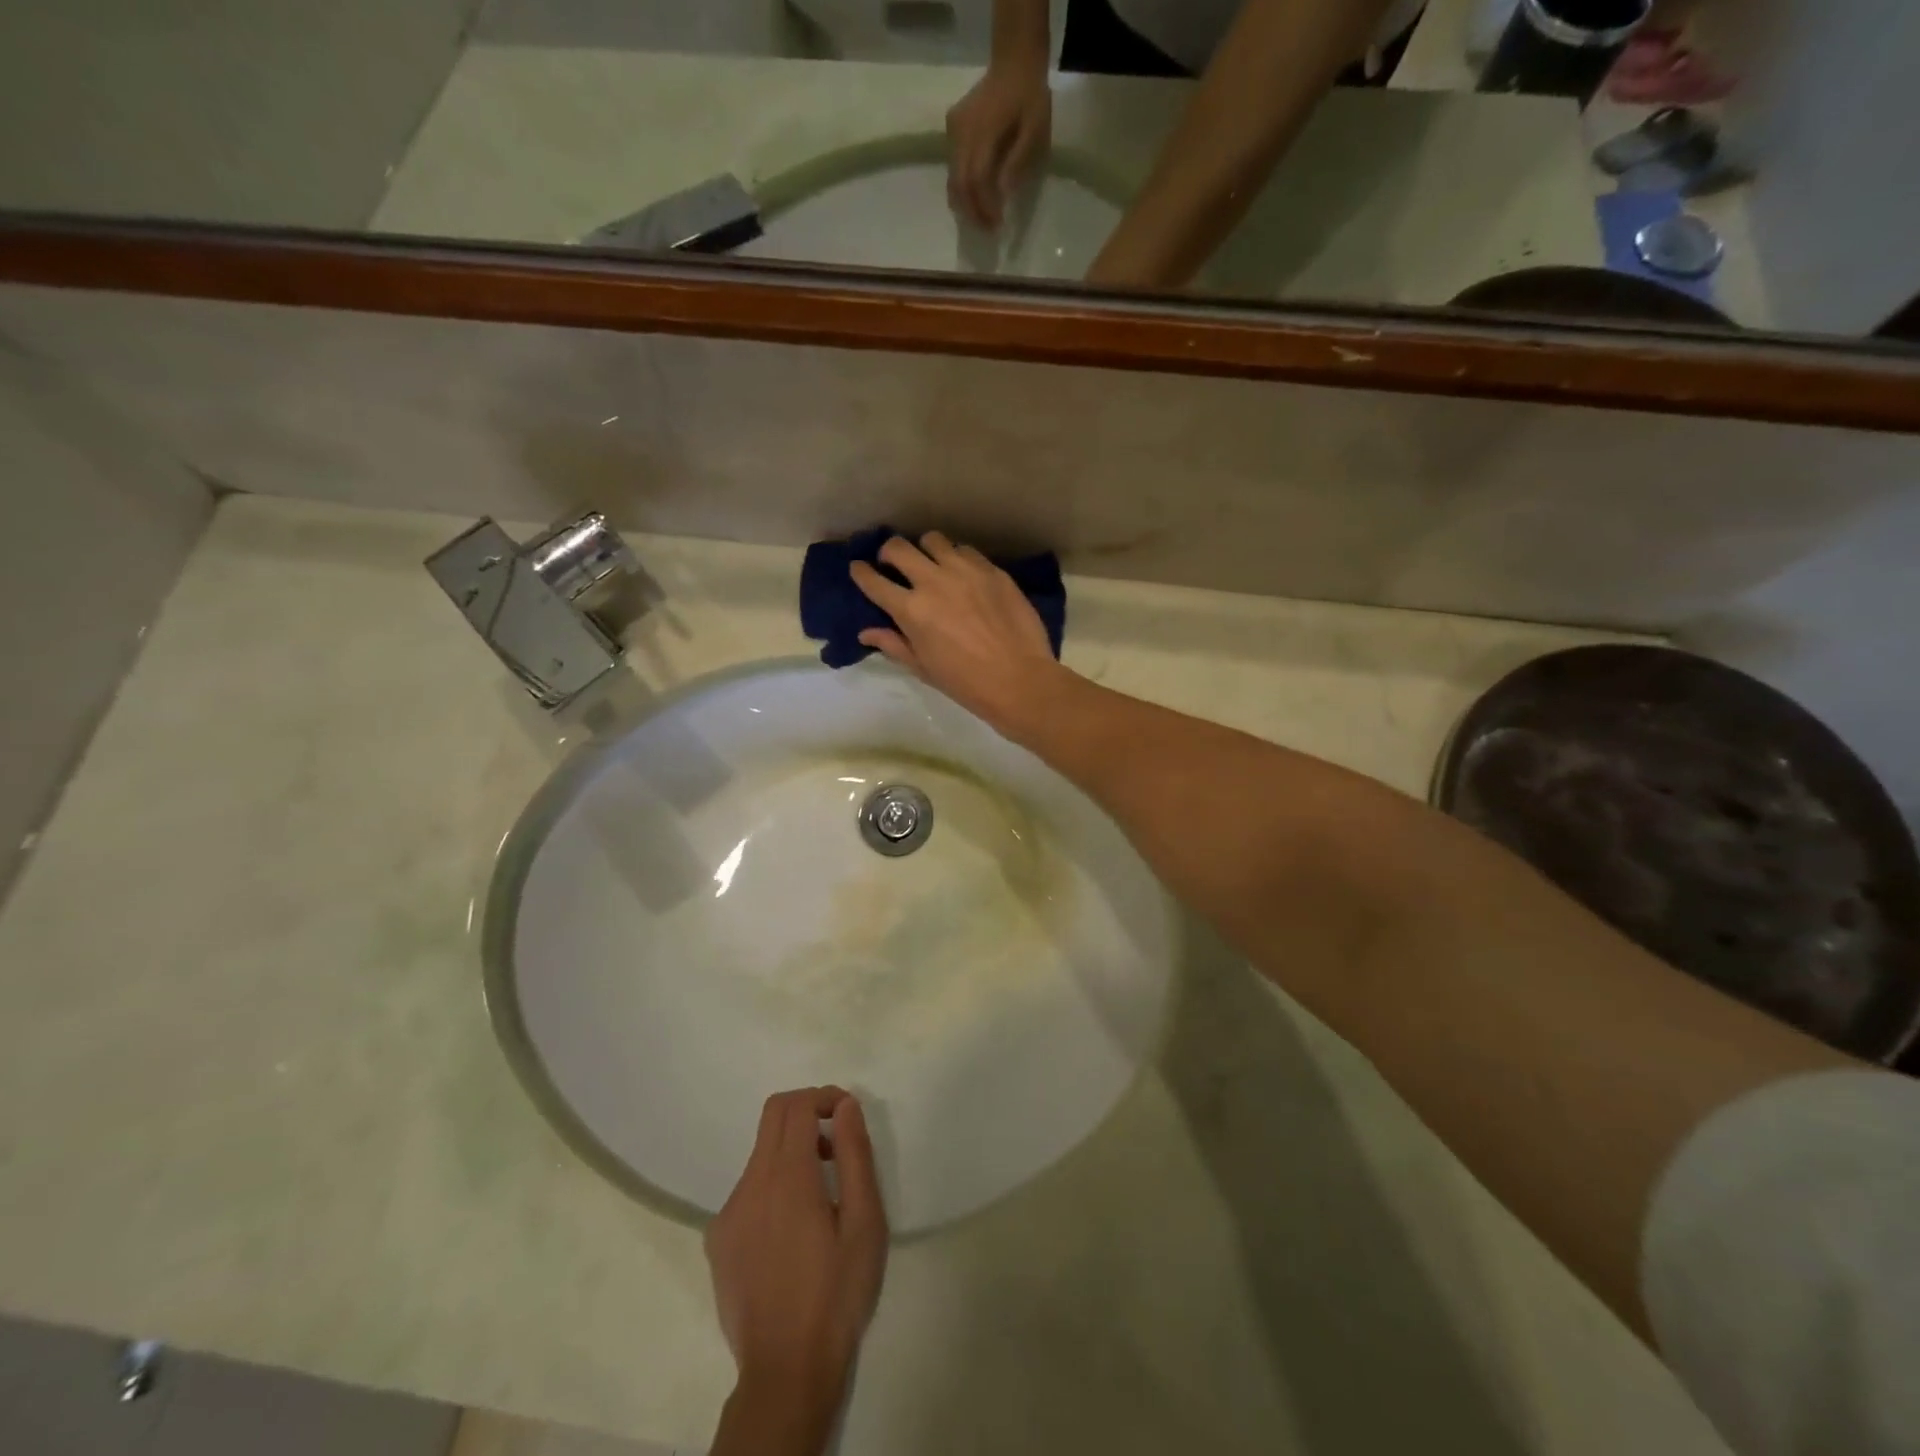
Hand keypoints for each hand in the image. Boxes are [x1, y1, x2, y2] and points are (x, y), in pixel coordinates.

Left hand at [706, 1087, 887, 1451]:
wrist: (786, 1372)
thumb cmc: (837, 1293)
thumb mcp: (864, 1222)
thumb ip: (855, 1155)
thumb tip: (845, 1106)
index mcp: (787, 1176)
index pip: (796, 1105)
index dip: (824, 1096)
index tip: (848, 1115)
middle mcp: (751, 1184)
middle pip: (773, 1117)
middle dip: (807, 1113)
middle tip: (837, 1143)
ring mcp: (729, 1213)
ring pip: (761, 1154)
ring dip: (792, 1151)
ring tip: (822, 1194)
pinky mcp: (719, 1240)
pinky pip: (748, 1189)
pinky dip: (773, 1185)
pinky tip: (793, 1230)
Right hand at [850, 531, 1068, 738]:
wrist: (1019, 680)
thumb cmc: (966, 683)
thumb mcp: (923, 668)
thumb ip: (894, 644)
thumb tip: (866, 632)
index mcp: (911, 610)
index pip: (874, 581)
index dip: (861, 573)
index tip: (859, 569)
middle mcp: (933, 581)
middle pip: (899, 547)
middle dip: (890, 552)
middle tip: (893, 563)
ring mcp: (965, 571)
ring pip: (934, 540)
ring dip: (925, 550)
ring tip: (932, 564)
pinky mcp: (992, 570)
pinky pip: (966, 550)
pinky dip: (957, 557)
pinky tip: (963, 573)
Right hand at [946, 63, 1051, 229]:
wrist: (1014, 60)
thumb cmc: (1030, 97)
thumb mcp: (1035, 130)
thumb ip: (1018, 162)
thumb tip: (1003, 194)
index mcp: (983, 130)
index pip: (976, 179)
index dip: (984, 206)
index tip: (996, 224)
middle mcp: (961, 131)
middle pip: (959, 183)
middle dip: (972, 212)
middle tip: (987, 231)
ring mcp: (953, 130)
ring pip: (952, 178)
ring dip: (965, 204)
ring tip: (982, 219)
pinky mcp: (951, 129)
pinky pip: (952, 166)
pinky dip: (962, 187)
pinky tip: (976, 196)